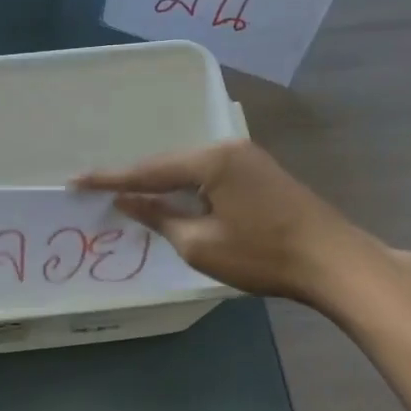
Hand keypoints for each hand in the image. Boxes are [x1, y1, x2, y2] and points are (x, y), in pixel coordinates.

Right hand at [74, 139, 402, 314]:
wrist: (335, 262)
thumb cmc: (264, 255)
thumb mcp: (200, 244)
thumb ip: (159, 217)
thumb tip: (128, 201)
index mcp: (211, 160)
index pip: (148, 170)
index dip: (110, 179)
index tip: (76, 180)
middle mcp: (228, 148)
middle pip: (169, 163)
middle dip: (136, 179)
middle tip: (99, 189)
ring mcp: (248, 158)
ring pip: (190, 168)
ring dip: (163, 183)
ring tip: (129, 194)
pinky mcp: (260, 172)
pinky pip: (209, 174)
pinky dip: (187, 187)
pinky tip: (173, 197)